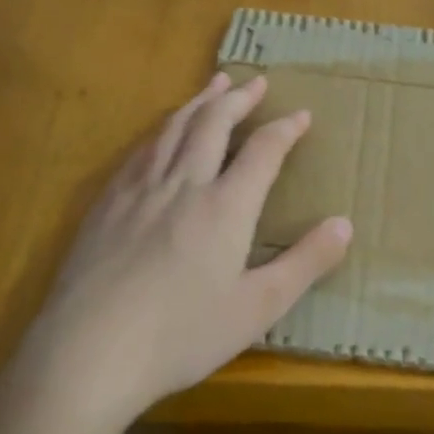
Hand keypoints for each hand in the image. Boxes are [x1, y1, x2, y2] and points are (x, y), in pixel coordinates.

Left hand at [14, 72, 351, 430]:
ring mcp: (138, 191)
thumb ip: (305, 263)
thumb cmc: (181, 336)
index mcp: (225, 208)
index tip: (301, 113)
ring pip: (173, 129)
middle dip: (238, 99)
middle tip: (256, 81)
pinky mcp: (105, 205)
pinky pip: (139, 151)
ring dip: (199, 103)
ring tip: (214, 85)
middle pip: (213, 125)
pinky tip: (160, 134)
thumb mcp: (257, 308)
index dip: (285, 128)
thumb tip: (344, 224)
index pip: (262, 151)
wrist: (88, 352)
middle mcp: (182, 185)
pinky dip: (161, 130)